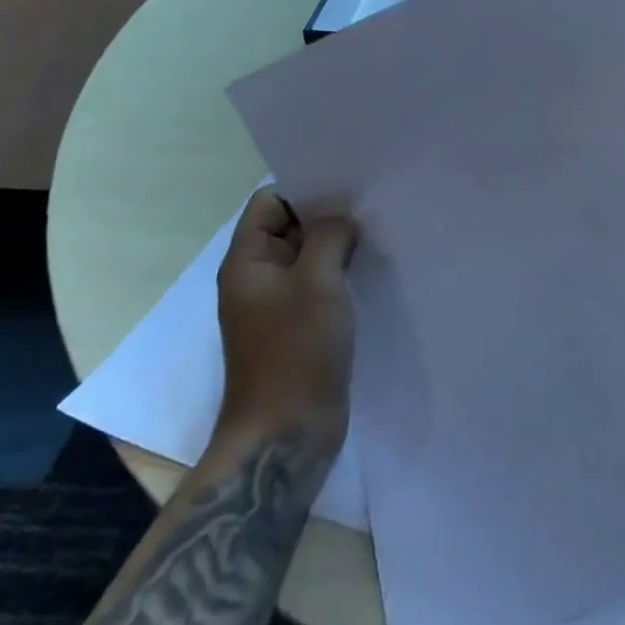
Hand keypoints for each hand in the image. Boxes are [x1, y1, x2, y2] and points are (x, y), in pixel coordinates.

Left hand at [215, 187, 356, 443]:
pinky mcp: (298, 328)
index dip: (306, 191)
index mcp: (247, 261)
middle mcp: (258, 278)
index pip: (270, 203)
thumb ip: (329, 235)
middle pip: (291, 227)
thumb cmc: (296, 350)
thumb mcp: (317, 280)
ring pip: (309, 257)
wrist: (286, 434)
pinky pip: (318, 286)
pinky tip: (371, 273)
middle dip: (328, 217)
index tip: (348, 190)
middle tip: (371, 210)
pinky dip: (341, 275)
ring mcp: (277, 305)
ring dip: (338, 247)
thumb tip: (341, 220)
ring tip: (377, 238)